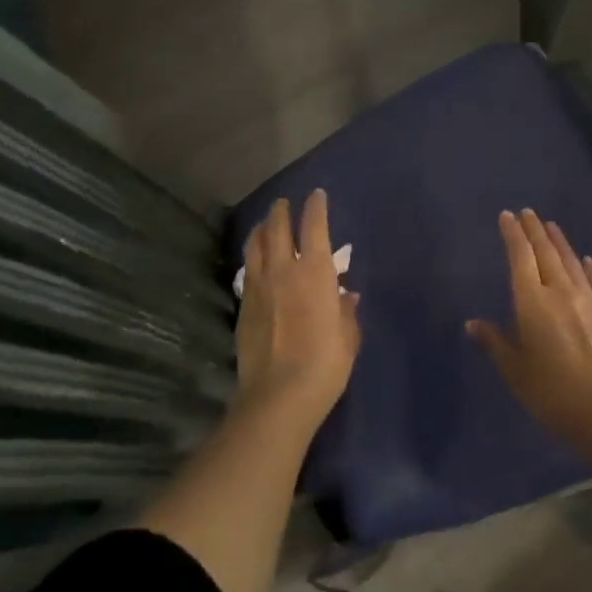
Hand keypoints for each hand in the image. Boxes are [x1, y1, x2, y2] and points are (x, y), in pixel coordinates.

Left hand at [234, 191, 360, 434]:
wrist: (278, 396)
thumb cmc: (325, 364)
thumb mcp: (348, 337)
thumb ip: (346, 311)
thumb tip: (347, 296)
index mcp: (315, 272)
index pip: (313, 227)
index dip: (315, 207)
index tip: (316, 195)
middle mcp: (283, 270)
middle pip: (277, 229)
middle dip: (281, 211)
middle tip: (284, 203)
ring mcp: (258, 287)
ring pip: (255, 245)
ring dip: (261, 229)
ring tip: (265, 223)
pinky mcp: (242, 306)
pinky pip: (248, 270)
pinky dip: (253, 256)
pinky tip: (256, 261)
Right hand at [466, 210, 591, 449]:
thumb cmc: (553, 393)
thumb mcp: (515, 372)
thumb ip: (495, 342)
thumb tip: (473, 323)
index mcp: (532, 303)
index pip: (520, 259)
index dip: (513, 235)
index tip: (507, 216)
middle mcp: (561, 292)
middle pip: (546, 253)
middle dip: (534, 231)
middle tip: (528, 212)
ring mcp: (591, 300)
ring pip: (571, 262)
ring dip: (559, 242)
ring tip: (551, 226)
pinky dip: (588, 267)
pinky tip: (586, 259)